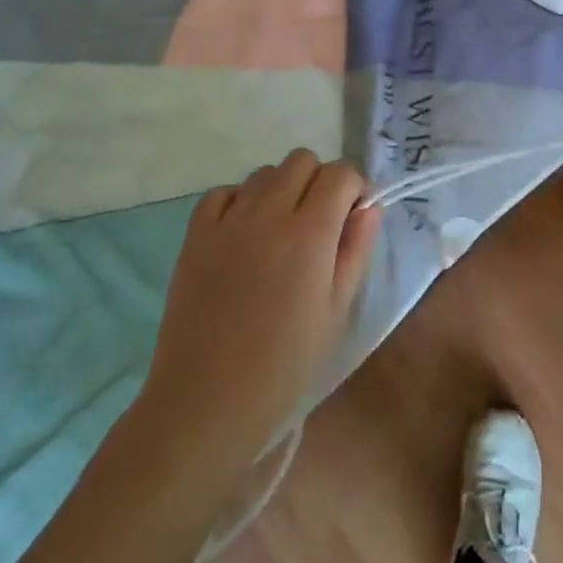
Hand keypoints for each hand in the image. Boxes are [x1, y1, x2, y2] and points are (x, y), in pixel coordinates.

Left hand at [135, 150, 381, 481]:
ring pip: (264, 173)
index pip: (341, 173)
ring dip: (281, 189)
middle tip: (319, 223)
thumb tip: (368, 207)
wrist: (207, 401)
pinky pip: (222, 193)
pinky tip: (243, 235)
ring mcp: (227, 222)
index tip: (353, 216)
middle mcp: (269, 213)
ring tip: (280, 232)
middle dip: (319, 181)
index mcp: (311, 233)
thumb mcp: (337, 310)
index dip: (354, 188)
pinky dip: (239, 202)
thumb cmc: (285, 365)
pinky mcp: (194, 236)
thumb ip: (356, 249)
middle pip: (302, 161)